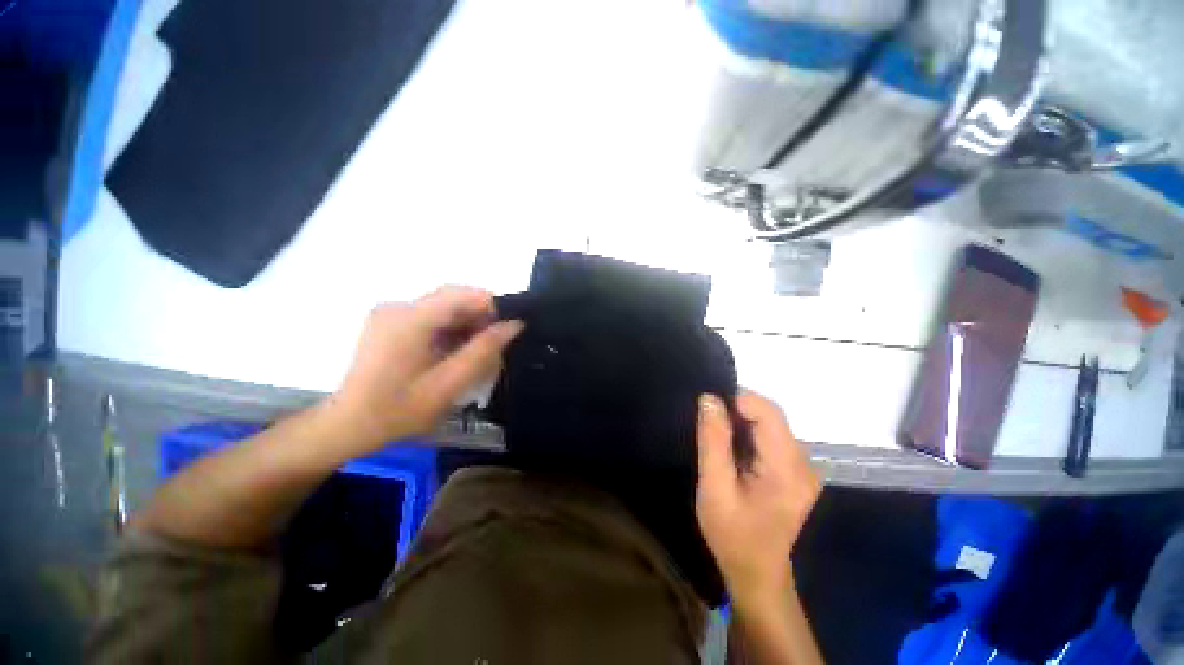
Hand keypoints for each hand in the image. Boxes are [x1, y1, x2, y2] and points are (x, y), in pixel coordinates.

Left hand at [332, 286, 523, 447]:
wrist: (348, 426)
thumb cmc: (398, 410)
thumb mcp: (449, 384)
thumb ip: (484, 351)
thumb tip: (514, 325)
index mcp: (410, 319)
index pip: (462, 294)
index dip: (492, 306)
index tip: (509, 329)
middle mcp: (399, 307)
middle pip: (453, 299)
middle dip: (480, 318)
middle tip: (496, 346)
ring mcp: (391, 314)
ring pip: (444, 308)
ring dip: (466, 325)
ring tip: (478, 353)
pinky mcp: (389, 323)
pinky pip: (431, 317)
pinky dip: (450, 330)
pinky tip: (455, 353)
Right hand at [695, 391, 820, 607]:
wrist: (756, 572)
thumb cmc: (732, 534)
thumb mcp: (714, 487)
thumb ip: (713, 440)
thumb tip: (709, 398)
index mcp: (787, 469)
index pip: (768, 412)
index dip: (738, 401)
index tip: (710, 411)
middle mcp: (804, 463)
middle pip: (771, 415)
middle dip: (737, 412)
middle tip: (710, 428)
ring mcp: (804, 467)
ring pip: (771, 424)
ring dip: (742, 423)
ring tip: (720, 442)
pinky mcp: (797, 470)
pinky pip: (772, 436)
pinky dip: (750, 434)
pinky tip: (735, 453)